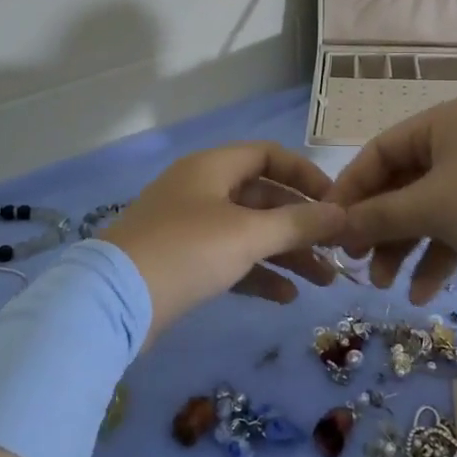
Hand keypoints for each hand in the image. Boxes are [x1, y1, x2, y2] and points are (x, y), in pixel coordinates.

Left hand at [101, 142, 346, 342]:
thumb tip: (342, 214)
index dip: (305, 175)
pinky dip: (258, 273)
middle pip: (263, 197)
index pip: (269, 155)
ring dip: (286, 253)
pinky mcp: (182, 261)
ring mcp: (190, 226)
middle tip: (337, 250)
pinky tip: (286, 296)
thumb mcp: (248, 234)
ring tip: (324, 281)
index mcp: (213, 167)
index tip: (336, 202)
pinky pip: (230, 258)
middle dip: (301, 224)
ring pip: (249, 232)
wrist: (113, 301)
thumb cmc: (187, 251)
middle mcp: (202, 189)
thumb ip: (298, 223)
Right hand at [326, 99, 456, 301]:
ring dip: (405, 247)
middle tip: (357, 264)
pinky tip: (425, 293)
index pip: (378, 153)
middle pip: (402, 185)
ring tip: (385, 286)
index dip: (349, 190)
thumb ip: (379, 216)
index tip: (327, 226)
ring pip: (428, 210)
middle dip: (378, 227)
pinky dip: (439, 256)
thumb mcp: (433, 207)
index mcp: (439, 124)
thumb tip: (332, 225)